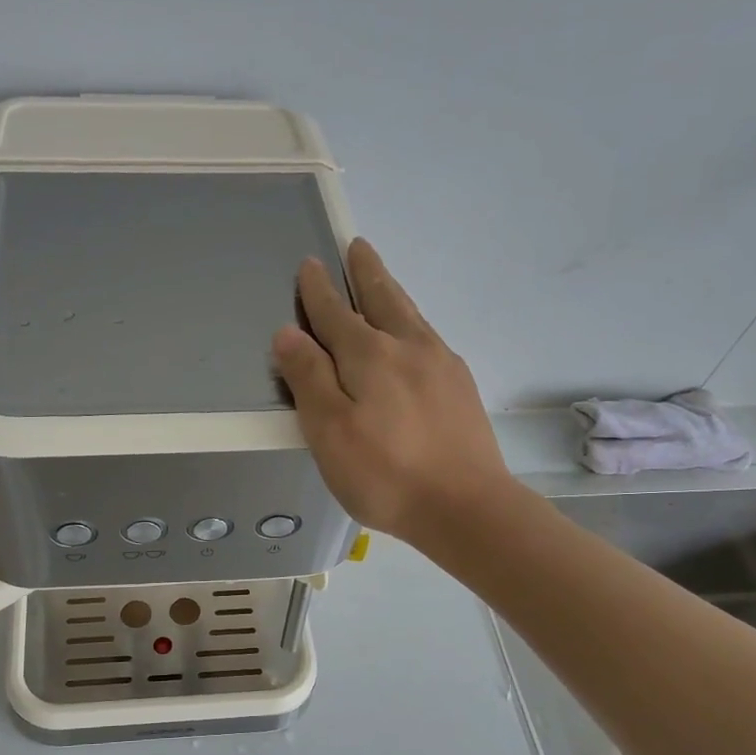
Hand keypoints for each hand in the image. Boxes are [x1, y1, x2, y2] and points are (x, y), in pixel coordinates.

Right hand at [272, 238, 511, 544]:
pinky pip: (429, 338)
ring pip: (410, 315)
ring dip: (391, 292)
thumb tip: (288, 332)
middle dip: (366, 273)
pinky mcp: (461, 387)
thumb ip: (308, 378)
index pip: (335, 313)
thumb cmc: (385, 474)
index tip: (310, 264)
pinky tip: (413, 336)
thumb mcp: (329, 431)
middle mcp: (408, 347)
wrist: (466, 507)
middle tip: (358, 247)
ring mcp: (441, 365)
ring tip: (382, 280)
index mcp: (369, 355)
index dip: (318, 290)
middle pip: (382, 299)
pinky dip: (412, 323)